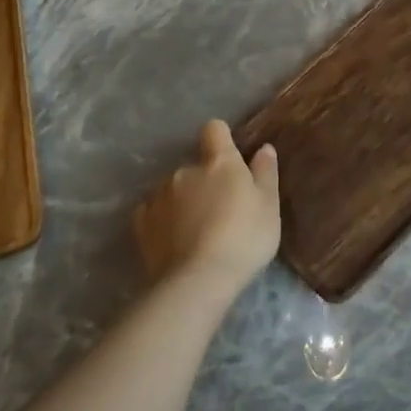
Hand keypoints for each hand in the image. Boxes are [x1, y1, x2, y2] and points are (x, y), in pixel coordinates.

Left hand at [133, 120, 280, 293]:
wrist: (198, 281)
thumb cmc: (244, 238)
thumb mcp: (269, 206)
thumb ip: (265, 173)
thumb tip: (264, 148)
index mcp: (219, 162)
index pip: (214, 129)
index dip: (222, 139)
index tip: (230, 157)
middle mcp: (185, 170)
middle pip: (195, 166)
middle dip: (205, 181)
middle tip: (221, 210)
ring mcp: (159, 196)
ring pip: (174, 189)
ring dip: (184, 200)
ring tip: (197, 231)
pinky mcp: (141, 224)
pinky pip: (153, 212)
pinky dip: (163, 220)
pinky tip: (174, 240)